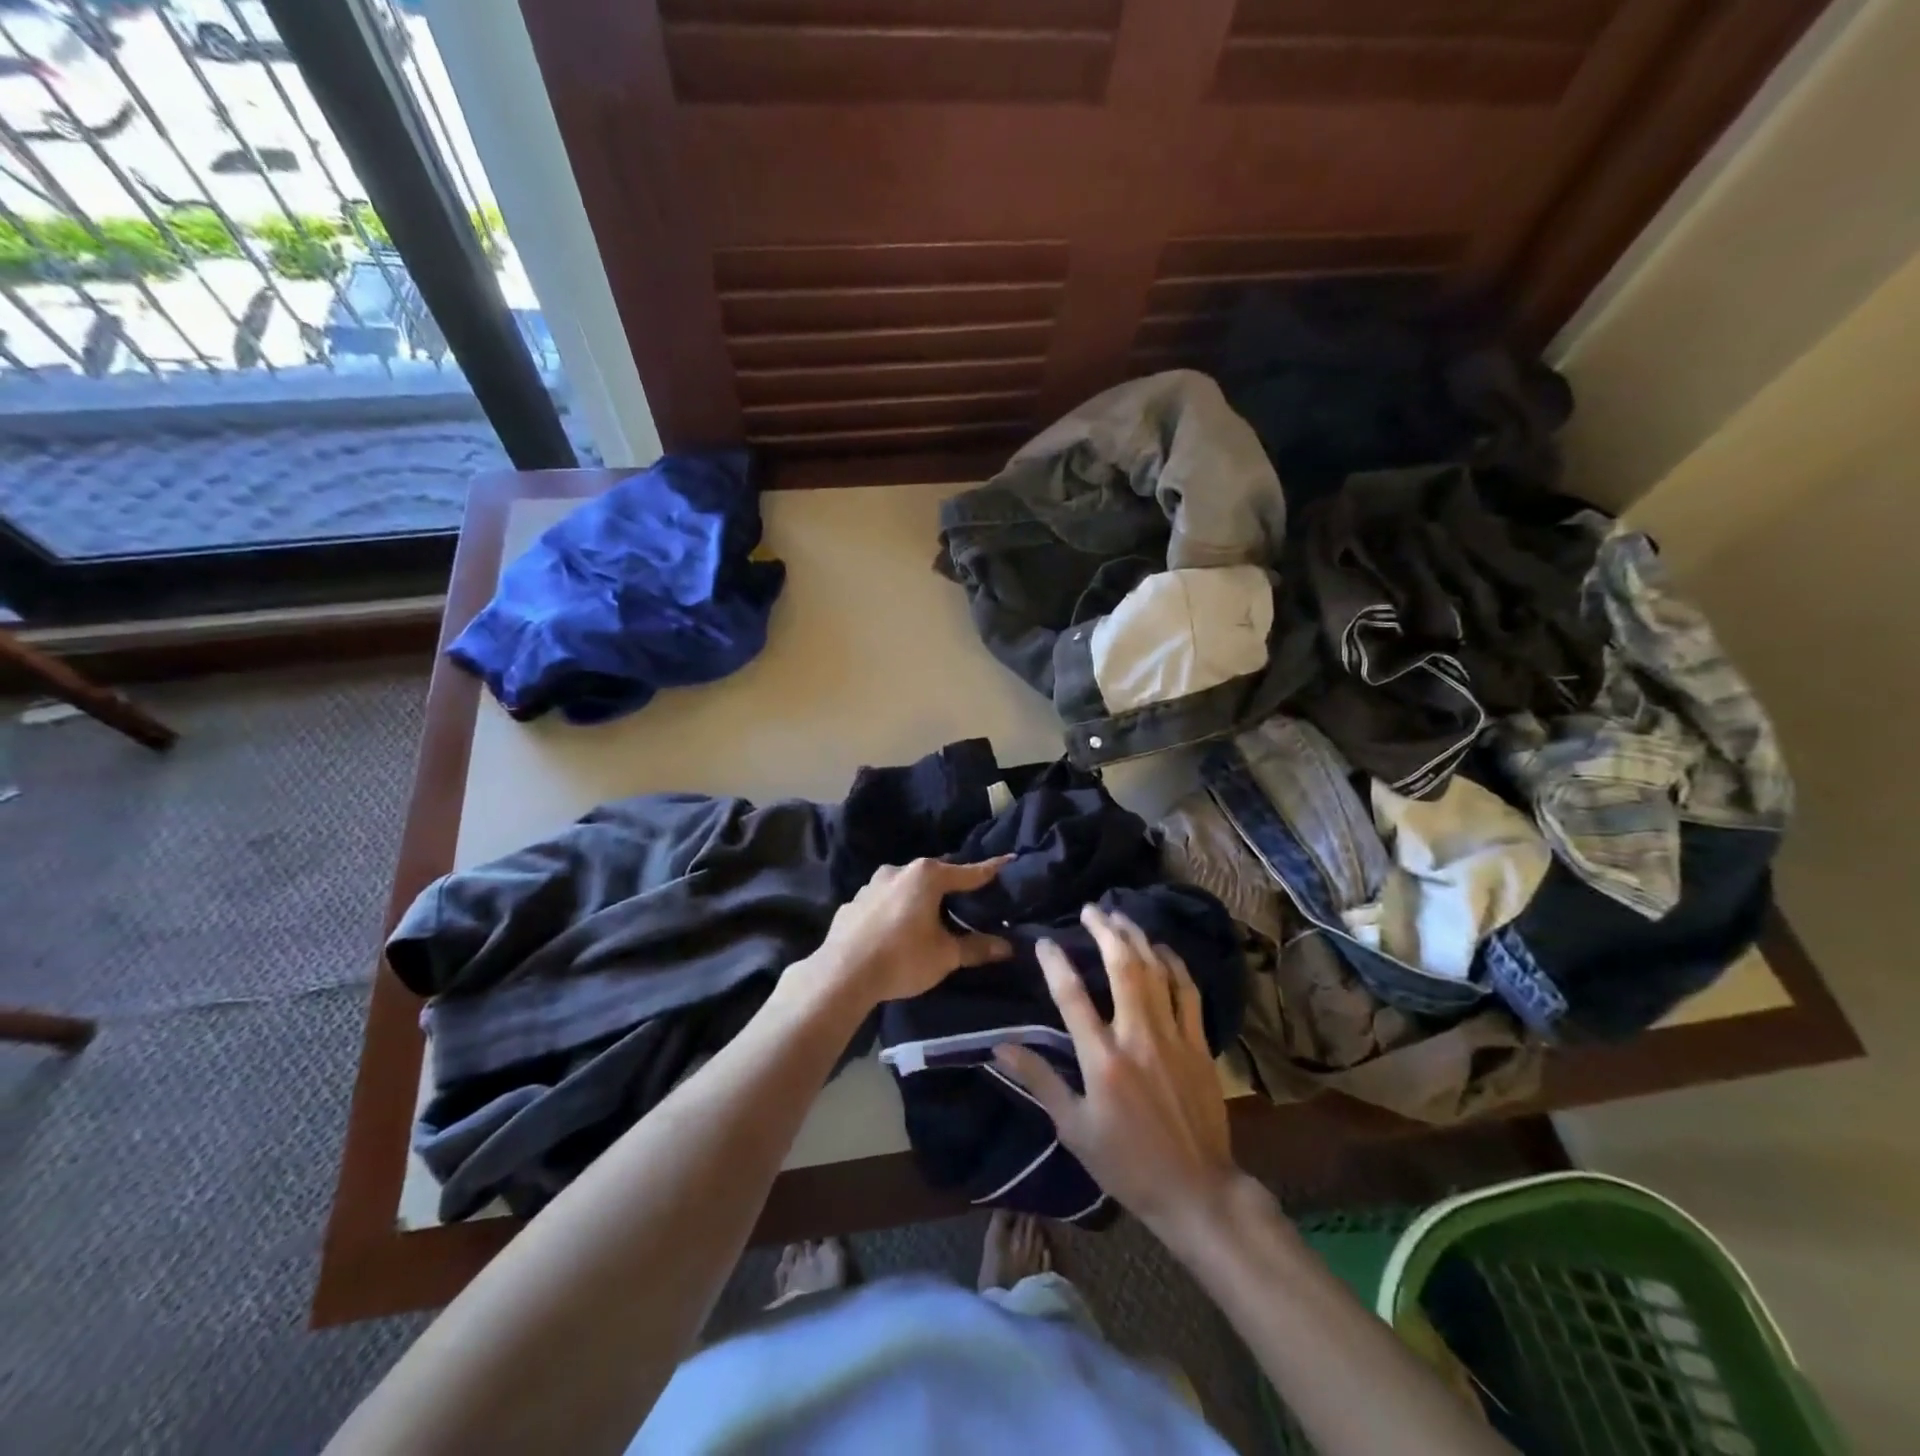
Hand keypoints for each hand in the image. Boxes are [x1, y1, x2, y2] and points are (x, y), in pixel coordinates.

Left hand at [803, 857, 1013, 1007]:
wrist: (841, 974)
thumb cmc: (902, 958)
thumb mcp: (945, 956)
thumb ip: (976, 947)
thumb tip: (1007, 947)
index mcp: (926, 876)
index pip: (969, 871)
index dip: (991, 870)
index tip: (1009, 860)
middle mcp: (898, 870)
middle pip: (935, 875)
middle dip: (952, 886)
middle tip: (969, 901)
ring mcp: (871, 885)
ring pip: (906, 886)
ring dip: (920, 898)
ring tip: (932, 917)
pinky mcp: (853, 903)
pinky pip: (884, 901)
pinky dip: (896, 910)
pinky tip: (897, 929)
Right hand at [994, 903, 1240, 1236]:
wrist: (1196, 1190)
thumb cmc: (1126, 1163)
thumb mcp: (1073, 1129)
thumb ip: (1039, 1081)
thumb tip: (1001, 1047)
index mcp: (1102, 1059)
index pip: (1072, 997)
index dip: (1054, 963)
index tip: (1042, 940)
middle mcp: (1138, 1036)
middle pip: (1122, 967)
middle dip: (1104, 931)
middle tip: (1090, 908)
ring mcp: (1173, 1036)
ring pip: (1156, 971)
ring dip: (1137, 938)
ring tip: (1120, 916)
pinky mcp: (1198, 1043)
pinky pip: (1188, 990)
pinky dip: (1174, 964)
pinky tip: (1162, 949)